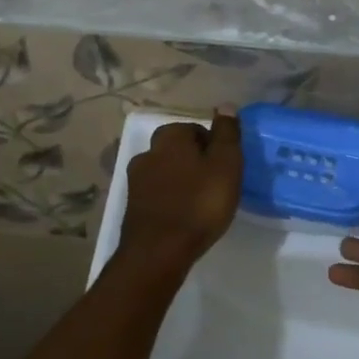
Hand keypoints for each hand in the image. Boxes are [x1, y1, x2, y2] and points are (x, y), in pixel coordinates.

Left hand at [119, 112, 243, 272]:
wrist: (158, 252)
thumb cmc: (199, 204)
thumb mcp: (226, 164)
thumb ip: (227, 134)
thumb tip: (226, 106)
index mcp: (170, 137)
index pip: (196, 129)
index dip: (214, 147)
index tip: (226, 168)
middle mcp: (148, 151)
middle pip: (178, 150)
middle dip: (195, 162)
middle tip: (215, 185)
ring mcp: (135, 180)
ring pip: (166, 172)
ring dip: (181, 182)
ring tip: (200, 203)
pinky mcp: (132, 206)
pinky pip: (157, 194)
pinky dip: (170, 200)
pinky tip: (183, 217)